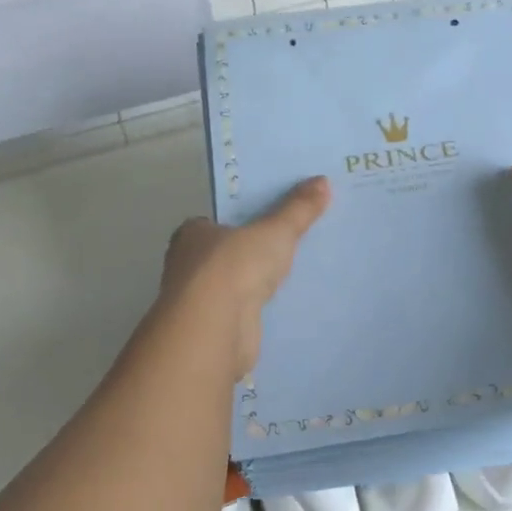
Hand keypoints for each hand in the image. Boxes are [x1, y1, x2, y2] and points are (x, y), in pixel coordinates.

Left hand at [160, 177, 331, 374]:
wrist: (215, 329)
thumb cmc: (235, 267)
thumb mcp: (275, 231)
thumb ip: (298, 209)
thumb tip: (323, 181)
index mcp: (193, 234)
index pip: (217, 221)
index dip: (242, 219)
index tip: (271, 219)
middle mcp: (189, 265)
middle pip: (227, 253)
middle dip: (253, 251)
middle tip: (292, 243)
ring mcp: (201, 300)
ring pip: (235, 284)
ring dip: (257, 283)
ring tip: (297, 273)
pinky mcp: (215, 329)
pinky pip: (244, 312)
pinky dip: (260, 310)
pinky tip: (286, 306)